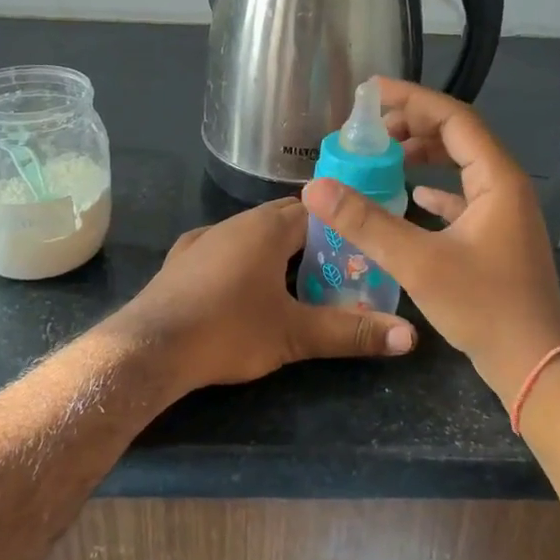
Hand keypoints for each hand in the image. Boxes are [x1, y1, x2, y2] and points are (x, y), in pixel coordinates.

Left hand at [117, 197, 415, 391]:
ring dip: (276, 250)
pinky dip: (243, 260)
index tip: (360, 252)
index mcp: (267, 227)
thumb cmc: (228, 331)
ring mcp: (203, 238)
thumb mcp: (295, 335)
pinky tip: (243, 289)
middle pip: (284, 219)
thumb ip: (351, 332)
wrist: (149, 347)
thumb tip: (410, 337)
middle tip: (336, 272)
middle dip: (312, 240)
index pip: (316, 211)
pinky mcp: (181, 259)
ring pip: (251, 233)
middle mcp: (235, 222)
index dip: (341, 228)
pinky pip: (223, 248)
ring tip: (295, 282)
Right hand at [302, 79, 559, 403]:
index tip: (371, 93)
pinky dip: (436, 188)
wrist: (535, 365)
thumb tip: (316, 186)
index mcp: (497, 178)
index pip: (453, 118)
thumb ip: (366, 222)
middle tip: (370, 129)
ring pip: (461, 165)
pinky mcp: (497, 236)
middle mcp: (505, 185)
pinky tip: (410, 195)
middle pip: (458, 136)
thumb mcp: (418, 262)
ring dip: (424, 154)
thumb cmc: (484, 307)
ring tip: (383, 155)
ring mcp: (504, 211)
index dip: (412, 99)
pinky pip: (463, 195)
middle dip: (413, 125)